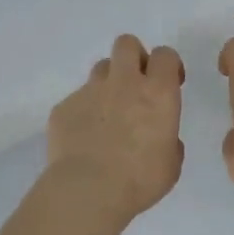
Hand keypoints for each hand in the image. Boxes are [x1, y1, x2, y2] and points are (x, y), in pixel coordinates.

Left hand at [46, 35, 185, 225]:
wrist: (87, 190)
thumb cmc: (139, 179)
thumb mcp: (170, 164)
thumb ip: (168, 141)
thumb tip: (160, 137)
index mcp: (157, 93)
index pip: (165, 55)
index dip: (168, 65)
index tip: (169, 83)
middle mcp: (123, 83)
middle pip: (127, 44)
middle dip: (134, 57)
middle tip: (136, 84)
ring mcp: (89, 91)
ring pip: (100, 68)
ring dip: (108, 83)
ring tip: (108, 114)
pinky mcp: (63, 107)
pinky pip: (76, 100)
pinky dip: (83, 113)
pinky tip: (83, 138)